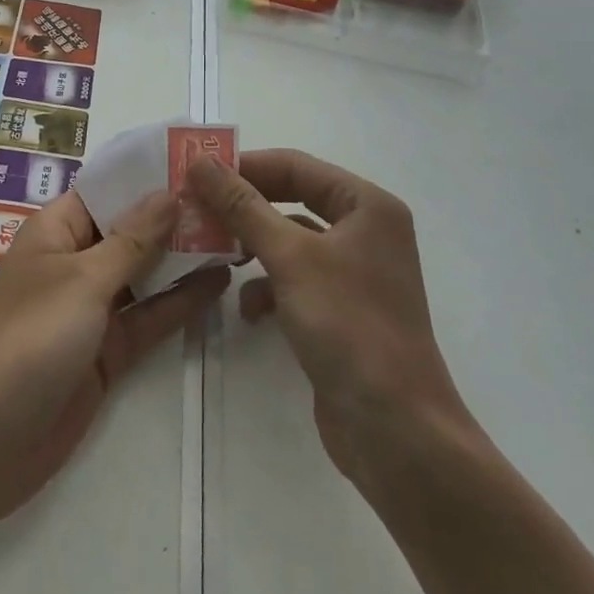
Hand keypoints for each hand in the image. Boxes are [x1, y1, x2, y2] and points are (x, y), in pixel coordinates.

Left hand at [0, 190, 227, 556]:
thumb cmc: (27, 340)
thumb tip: (169, 193)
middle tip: (232, 195)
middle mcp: (76, 261)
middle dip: (175, 214)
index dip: (149, 173)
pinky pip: (150, 316)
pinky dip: (181, 301)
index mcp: (58, 230)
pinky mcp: (108, 352)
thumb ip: (132, 240)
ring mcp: (93, 308)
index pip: (109, 188)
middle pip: (132, 228)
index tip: (198, 158)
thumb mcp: (83, 282)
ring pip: (146, 272)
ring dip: (184, 256)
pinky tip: (220, 281)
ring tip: (238, 232)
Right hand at [186, 150, 475, 493]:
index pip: (296, 165)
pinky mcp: (343, 311)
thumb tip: (200, 161)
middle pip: (293, 200)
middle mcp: (366, 231)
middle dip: (245, 208)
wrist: (396, 432)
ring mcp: (356, 273)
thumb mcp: (289, 257)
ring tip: (215, 254)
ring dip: (253, 246)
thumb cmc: (348, 326)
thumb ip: (242, 205)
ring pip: (291, 241)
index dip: (245, 166)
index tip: (197, 175)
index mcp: (367, 206)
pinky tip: (247, 308)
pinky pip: (297, 279)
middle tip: (196, 210)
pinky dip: (269, 286)